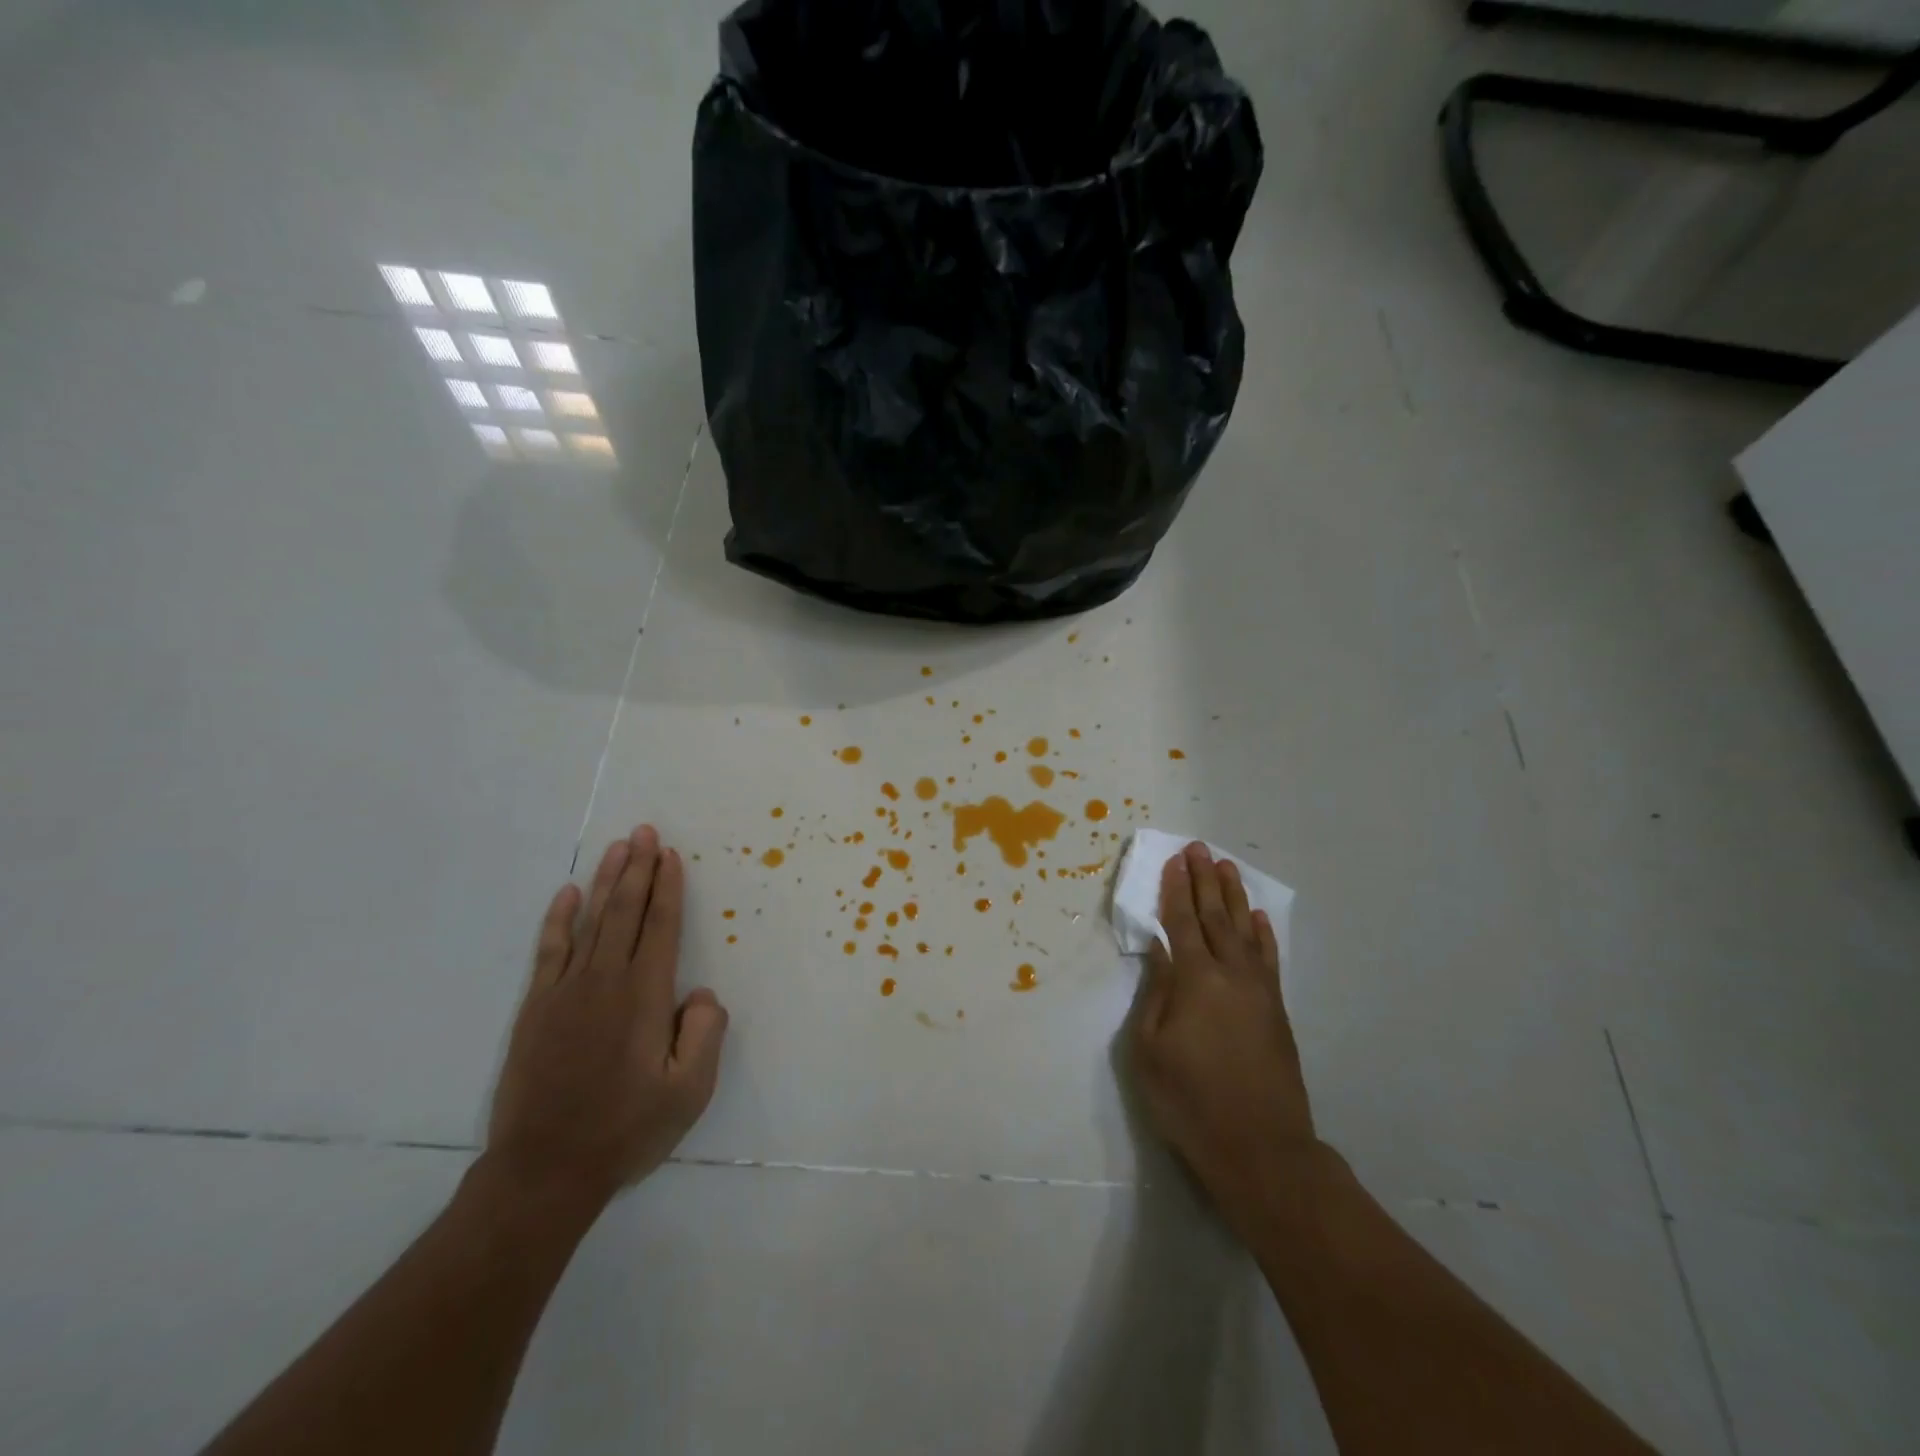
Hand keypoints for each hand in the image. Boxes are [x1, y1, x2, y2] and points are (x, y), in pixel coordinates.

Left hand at [484, 825, 727, 1213]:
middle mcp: (605, 982)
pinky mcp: (535, 1009)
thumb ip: (706, 1034)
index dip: (668, 889)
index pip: (661, 928)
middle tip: (646, 831)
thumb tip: (700, 993)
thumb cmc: (625, 1130)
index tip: (671, 855)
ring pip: (590, 922)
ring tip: (619, 847)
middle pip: (625, 912)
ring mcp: (565, 993)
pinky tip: (568, 893)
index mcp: (645, 997)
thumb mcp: (690, 1092)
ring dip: (607, 881)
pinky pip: (550, 951)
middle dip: (639, 869)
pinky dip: (559, 919)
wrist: (544, 1170)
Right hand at [1131, 842, 1317, 1228]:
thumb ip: (1155, 994)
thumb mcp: (1149, 1051)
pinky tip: (1258, 918)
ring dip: (1234, 897)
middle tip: (1199, 848)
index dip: (1176, 890)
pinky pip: (1269, 959)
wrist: (1261, 1149)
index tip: (1174, 861)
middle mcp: (1231, 974)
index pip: (1181, 923)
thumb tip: (1160, 951)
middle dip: (1204, 881)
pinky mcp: (1277, 1011)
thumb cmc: (1190, 1101)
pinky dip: (1263, 934)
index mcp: (1195, 980)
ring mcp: (1259, 991)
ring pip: (1245, 931)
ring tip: (1226, 868)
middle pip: (1215, 917)